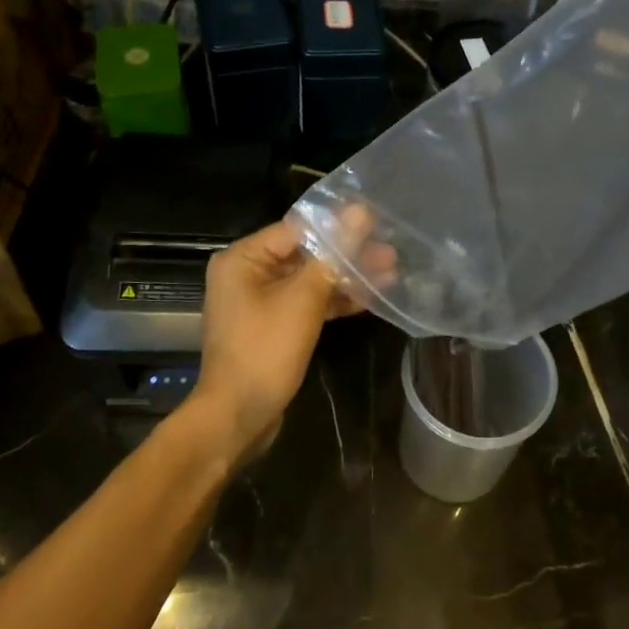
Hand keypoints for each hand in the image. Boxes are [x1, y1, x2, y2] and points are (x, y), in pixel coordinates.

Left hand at [188, 216, 370, 467]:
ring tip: (390, 272)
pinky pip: (307, 303)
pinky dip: (333, 301)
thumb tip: (359, 212)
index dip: (338, 224)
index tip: (377, 221)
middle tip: (391, 251)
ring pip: (310, 280)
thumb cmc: (265, 351)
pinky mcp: (274, 326)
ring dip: (346, 278)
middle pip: (305, 254)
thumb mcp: (303, 299)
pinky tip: (370, 299)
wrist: (238, 416)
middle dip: (348, 254)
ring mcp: (260, 302)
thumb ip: (333, 255)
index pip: (297, 229)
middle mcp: (248, 274)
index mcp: (244, 259)